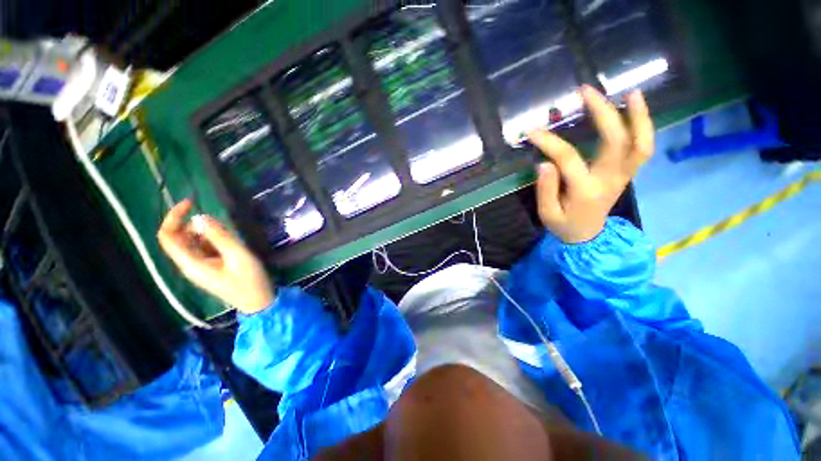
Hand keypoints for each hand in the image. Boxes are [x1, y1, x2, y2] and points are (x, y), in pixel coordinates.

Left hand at [157, 199, 273, 314]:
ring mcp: (199, 267)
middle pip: (177, 239)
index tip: (192, 203)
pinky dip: (211, 240)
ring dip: (204, 232)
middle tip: (216, 220)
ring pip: (191, 243)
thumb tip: (200, 217)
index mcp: (191, 263)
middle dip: (191, 224)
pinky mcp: (209, 268)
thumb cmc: (249, 280)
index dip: (174, 217)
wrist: (258, 301)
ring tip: (227, 234)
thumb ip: (219, 237)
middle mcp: (189, 264)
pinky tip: (228, 243)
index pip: (168, 237)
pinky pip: (202, 249)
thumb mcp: (238, 256)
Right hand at [528, 85, 653, 242]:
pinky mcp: (626, 173)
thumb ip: (545, 189)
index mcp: (585, 191)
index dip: (549, 142)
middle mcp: (610, 180)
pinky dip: (643, 126)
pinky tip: (635, 107)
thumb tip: (544, 163)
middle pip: (615, 141)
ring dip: (637, 115)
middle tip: (586, 91)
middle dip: (603, 113)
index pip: (568, 159)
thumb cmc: (564, 225)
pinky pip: (642, 147)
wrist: (587, 236)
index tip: (532, 132)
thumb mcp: (547, 214)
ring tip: (630, 92)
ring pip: (640, 143)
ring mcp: (623, 175)